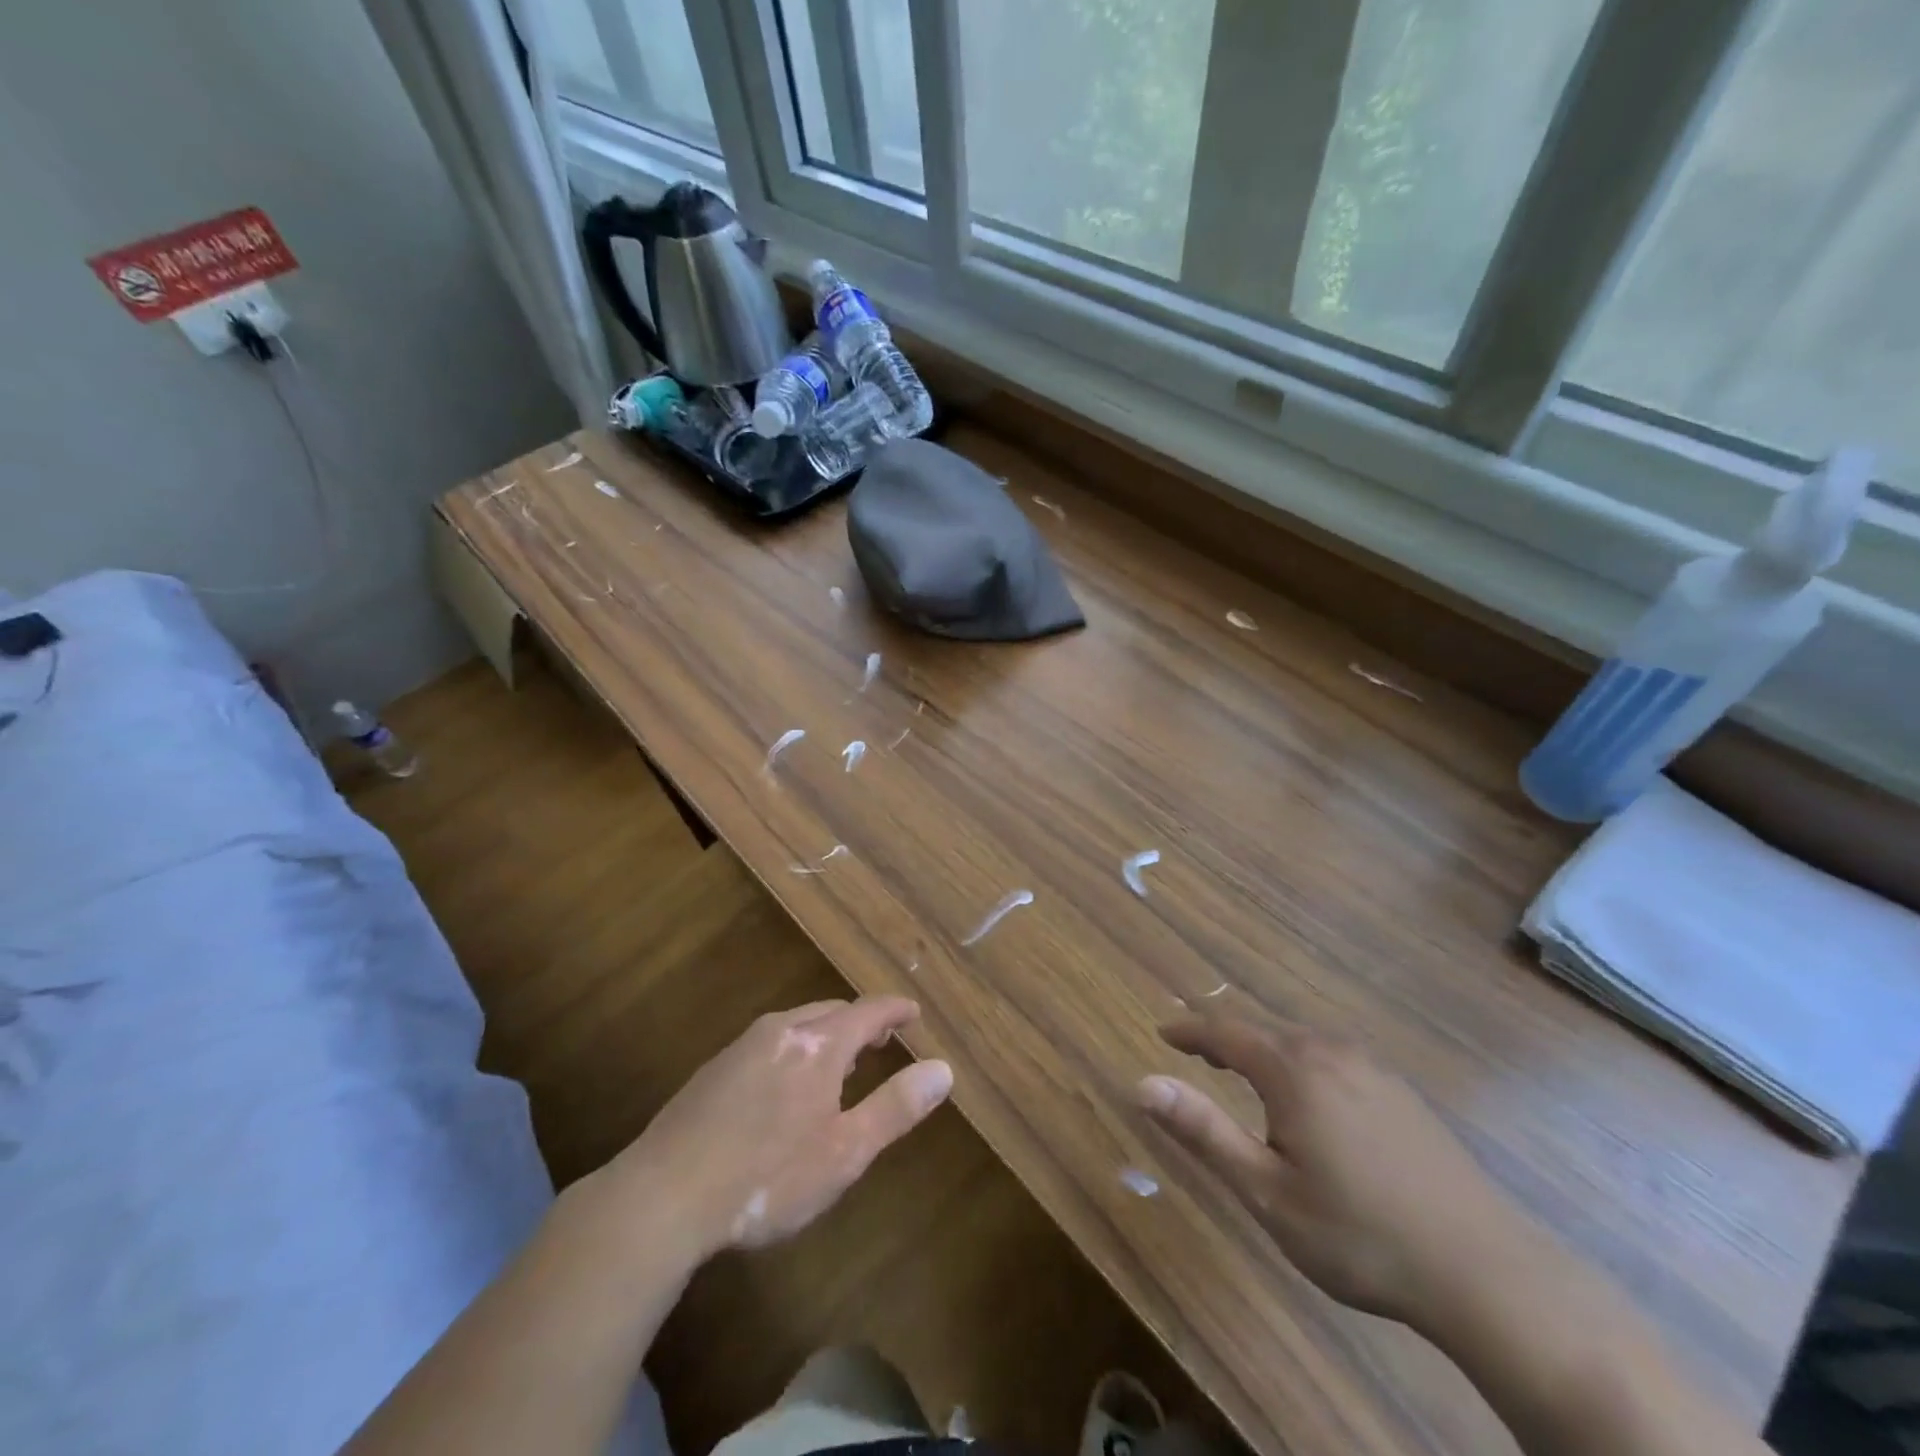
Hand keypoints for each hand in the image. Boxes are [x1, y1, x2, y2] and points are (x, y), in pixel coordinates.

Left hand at [606, 997, 952, 1260]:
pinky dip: (795, 1049)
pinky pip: (770, 1042)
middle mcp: (782, 1030)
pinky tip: (787, 1086)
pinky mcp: (715, 1069)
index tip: (914, 1012)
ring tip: (840, 1065)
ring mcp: (743, 1046)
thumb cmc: (766, 1177)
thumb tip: (943, 1069)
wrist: (663, 1195)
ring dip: (827, 1035)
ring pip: (798, 1024)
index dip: (896, 1010)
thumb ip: (895, 1107)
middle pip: (833, 1012)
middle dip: (862, 1022)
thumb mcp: (844, 1152)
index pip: (869, 1011)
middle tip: (882, 1044)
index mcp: (818, 1044)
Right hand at [1137, 1016, 1533, 1330]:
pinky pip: (1332, 1058)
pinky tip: (1310, 1098)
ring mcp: (1372, 1069)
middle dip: (1224, 1039)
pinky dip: (1301, 1063)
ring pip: (1301, 1042)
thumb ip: (1203, 1132)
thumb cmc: (1360, 1235)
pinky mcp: (1401, 1092)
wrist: (1488, 1272)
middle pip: (1263, 1031)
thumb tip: (1143, 1083)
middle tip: (1196, 1055)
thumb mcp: (1267, 1192)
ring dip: (1264, 1050)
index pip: (1225, 1032)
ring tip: (1243, 1072)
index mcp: (1294, 1070)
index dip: (1189, 1031)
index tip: (1162, 1034)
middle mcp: (1331, 1053)